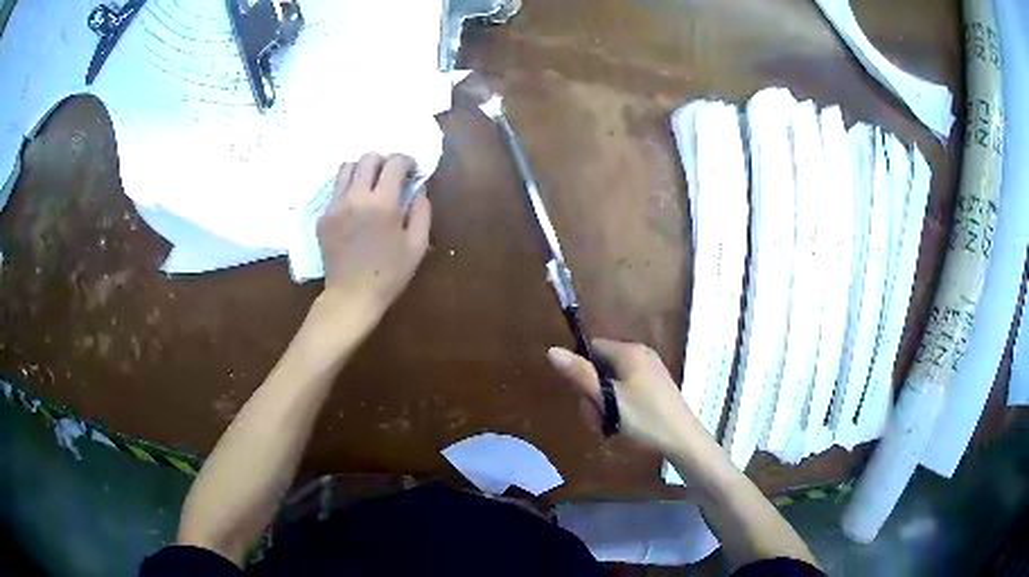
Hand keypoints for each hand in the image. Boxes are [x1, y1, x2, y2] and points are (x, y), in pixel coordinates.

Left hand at [316, 153, 431, 320]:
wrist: (352, 296)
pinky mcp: (323, 217)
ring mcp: (335, 206)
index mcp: (383, 203)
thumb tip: (420, 189)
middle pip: (368, 158)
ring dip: (362, 170)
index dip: (407, 161)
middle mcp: (356, 197)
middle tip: (391, 177)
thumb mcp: (417, 246)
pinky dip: (348, 190)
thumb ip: (422, 212)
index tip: (412, 172)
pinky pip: (335, 191)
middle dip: (384, 161)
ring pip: (346, 168)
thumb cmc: (389, 274)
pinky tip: (355, 208)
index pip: (394, 162)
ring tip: (370, 186)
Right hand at [547, 339, 707, 453]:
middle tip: (598, 418)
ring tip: (609, 425)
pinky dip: (619, 404)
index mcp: (629, 351)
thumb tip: (551, 350)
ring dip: (604, 403)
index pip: (592, 348)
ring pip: (612, 381)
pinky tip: (622, 423)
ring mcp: (650, 370)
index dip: (581, 371)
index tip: (584, 397)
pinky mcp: (655, 385)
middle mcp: (640, 354)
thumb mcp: (608, 399)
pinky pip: (626, 388)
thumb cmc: (644, 418)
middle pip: (601, 366)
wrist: (682, 439)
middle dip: (593, 393)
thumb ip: (580, 375)